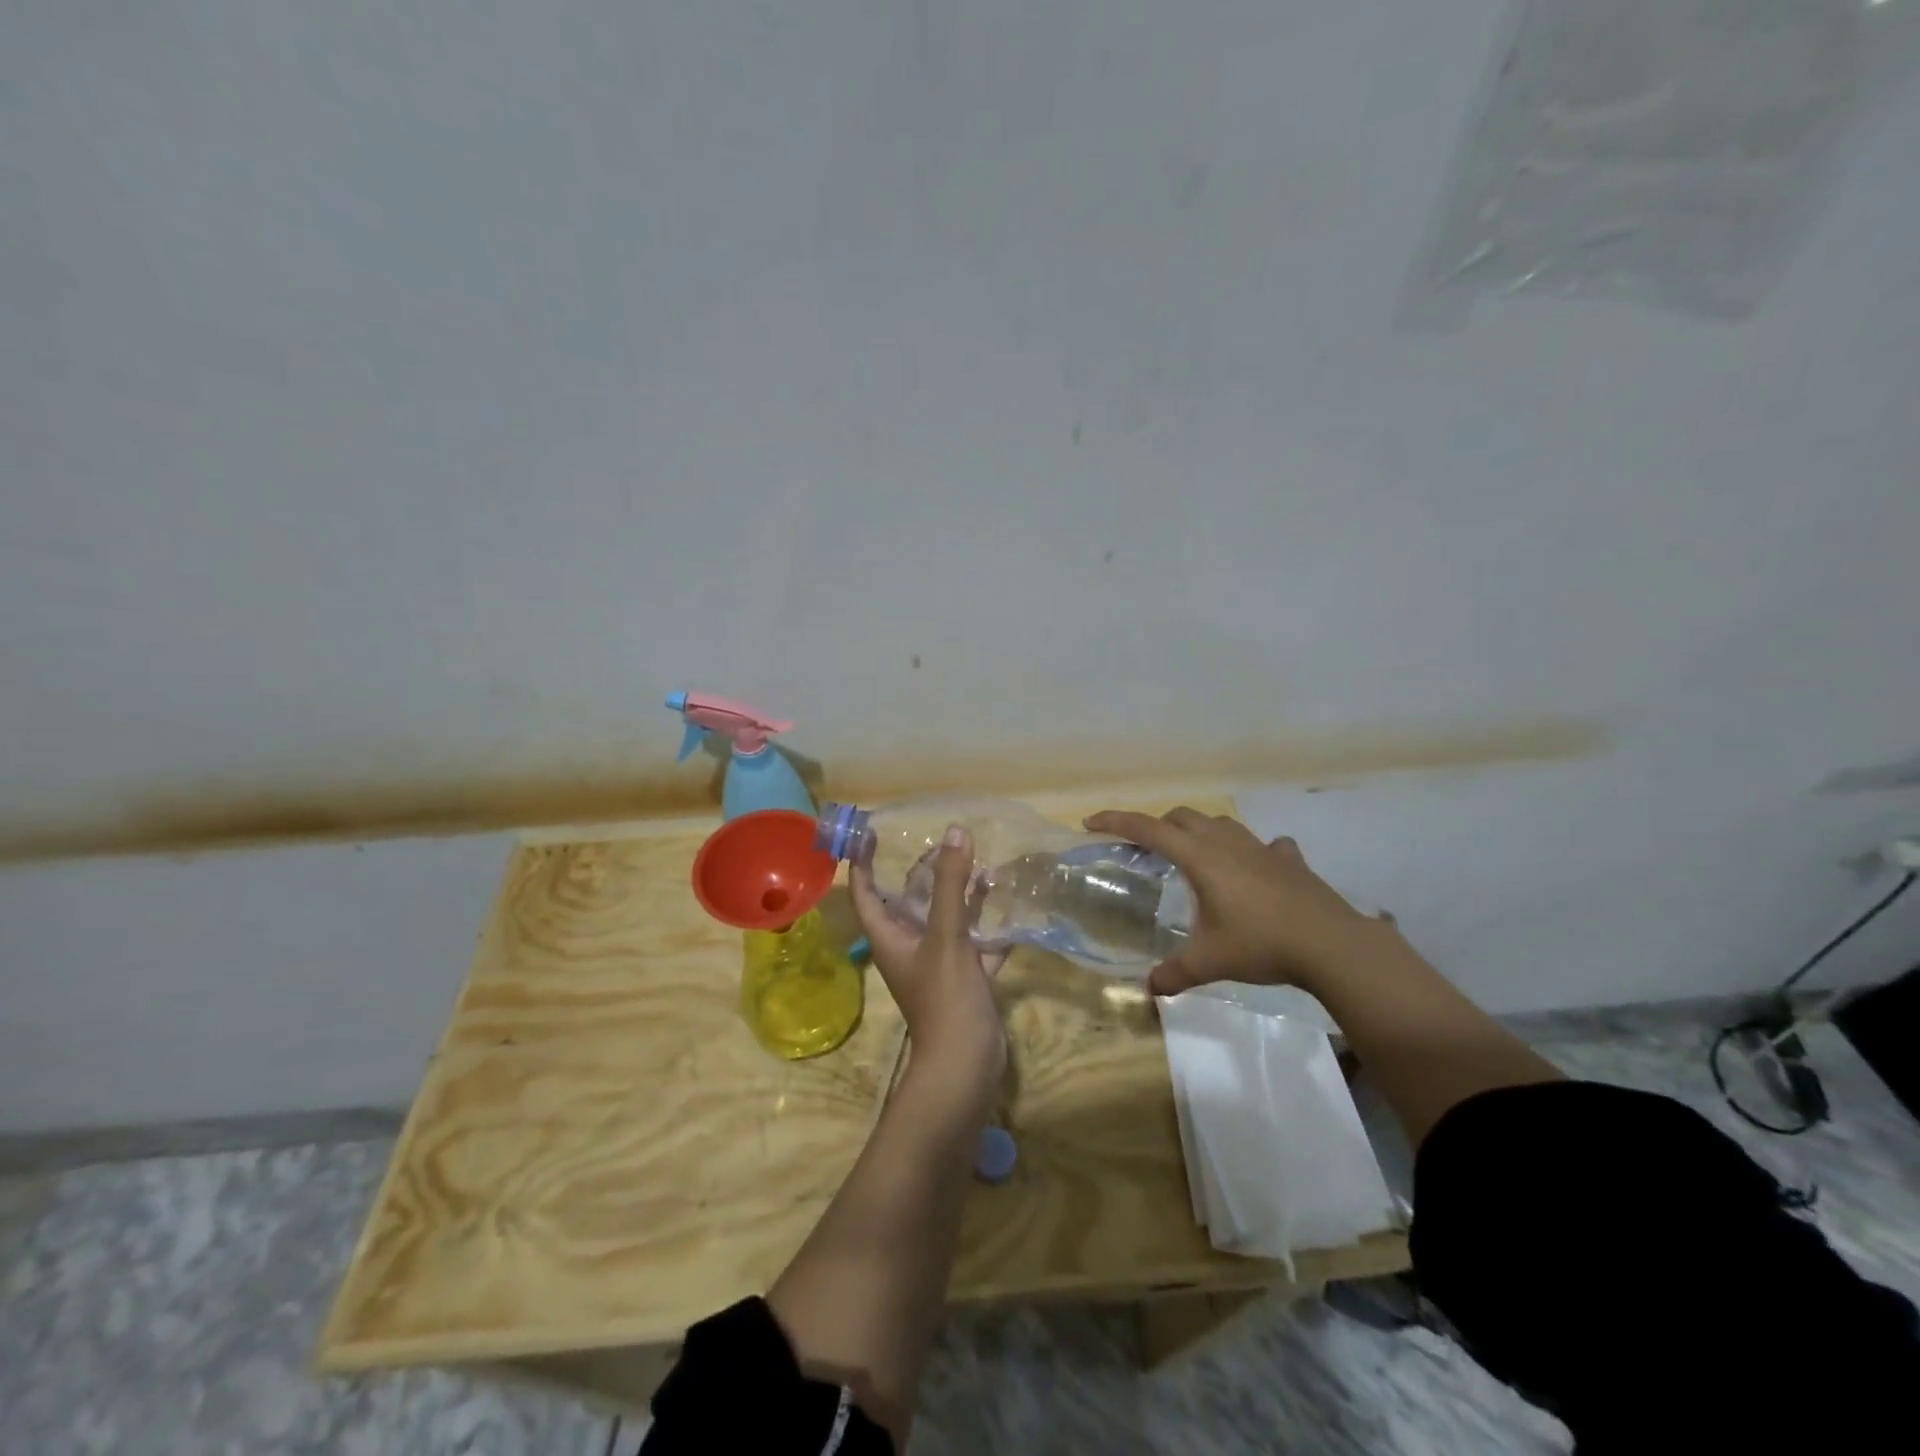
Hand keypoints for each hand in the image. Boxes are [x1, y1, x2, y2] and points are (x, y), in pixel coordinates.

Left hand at [850, 824, 1006, 1108]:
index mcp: (890, 937)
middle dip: (925, 872)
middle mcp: (910, 947)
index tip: (871, 833)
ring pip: (946, 920)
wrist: (966, 1064)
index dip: (863, 863)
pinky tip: (1009, 903)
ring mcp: (939, 964)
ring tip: (981, 863)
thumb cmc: (944, 996)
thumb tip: (955, 831)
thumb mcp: (946, 935)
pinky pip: (977, 943)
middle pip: (910, 901)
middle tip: (945, 842)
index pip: (866, 893)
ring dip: (961, 895)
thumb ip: (950, 884)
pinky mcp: (967, 978)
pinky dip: (989, 925)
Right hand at [1083, 807, 1378, 997]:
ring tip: (1195, 856)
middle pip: (1182, 817)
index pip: (1148, 829)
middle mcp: (1227, 844)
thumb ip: (1174, 974)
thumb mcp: (1210, 962)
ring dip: (1200, 832)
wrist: (1332, 945)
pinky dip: (1253, 852)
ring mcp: (1262, 848)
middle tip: (1145, 849)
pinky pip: (1265, 845)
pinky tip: (1257, 869)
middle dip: (1158, 826)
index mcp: (1200, 858)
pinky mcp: (1290, 861)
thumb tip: (1148, 990)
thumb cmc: (1261, 944)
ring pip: (1221, 824)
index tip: (1091, 823)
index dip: (1116, 821)